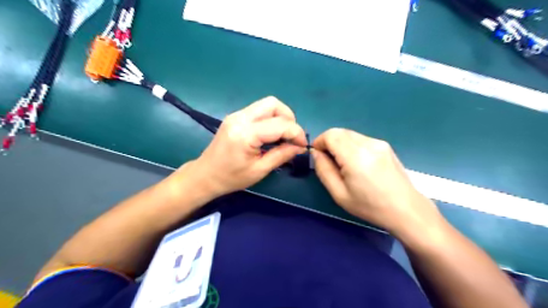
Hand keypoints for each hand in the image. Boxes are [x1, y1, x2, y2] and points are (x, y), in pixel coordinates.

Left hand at [180, 96, 306, 199]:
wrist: (205, 175)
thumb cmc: (231, 178)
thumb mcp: (260, 170)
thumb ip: (282, 155)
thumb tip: (300, 146)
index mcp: (245, 134)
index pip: (280, 124)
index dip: (296, 132)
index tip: (303, 145)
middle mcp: (240, 118)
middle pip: (273, 104)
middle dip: (289, 119)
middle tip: (292, 137)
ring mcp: (236, 115)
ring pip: (267, 105)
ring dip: (280, 117)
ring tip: (283, 136)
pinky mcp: (235, 117)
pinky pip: (259, 111)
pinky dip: (270, 119)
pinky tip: (271, 134)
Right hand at [310, 127, 442, 237]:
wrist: (406, 209)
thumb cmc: (370, 206)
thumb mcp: (339, 194)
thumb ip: (324, 170)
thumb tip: (316, 153)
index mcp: (356, 156)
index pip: (331, 135)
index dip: (319, 142)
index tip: (317, 156)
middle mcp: (368, 143)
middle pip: (340, 132)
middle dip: (328, 142)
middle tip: (329, 162)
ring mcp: (379, 143)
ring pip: (350, 134)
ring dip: (340, 144)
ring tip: (344, 164)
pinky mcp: (385, 145)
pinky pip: (360, 139)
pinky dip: (351, 146)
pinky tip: (357, 163)